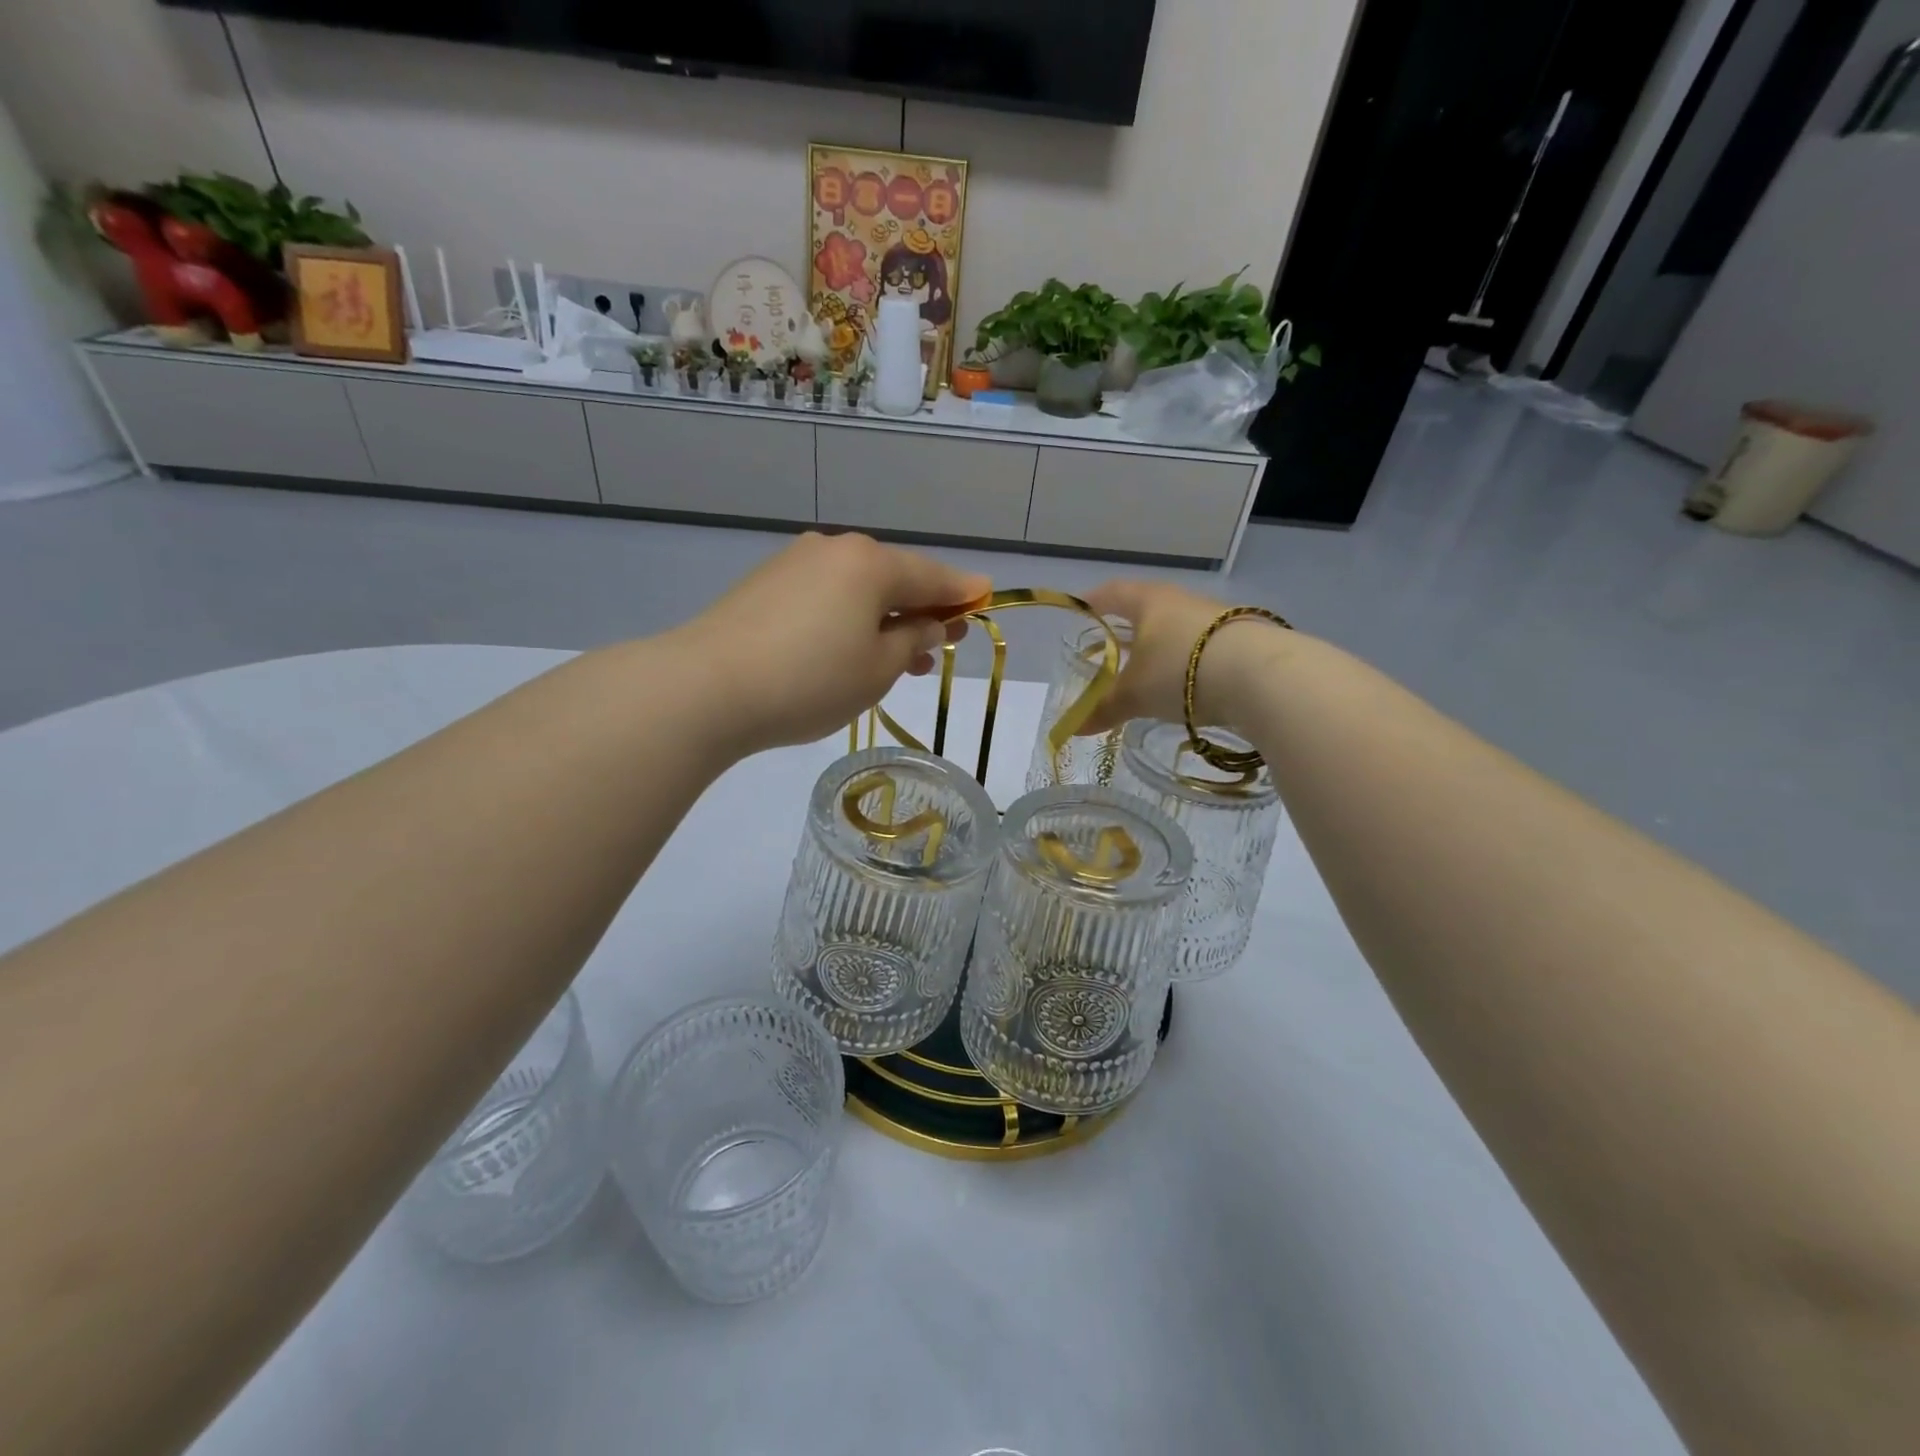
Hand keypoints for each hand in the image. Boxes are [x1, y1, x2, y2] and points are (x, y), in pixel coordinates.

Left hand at [676, 533, 989, 754]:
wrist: (706, 688)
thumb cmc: (810, 680)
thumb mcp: (878, 669)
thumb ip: (914, 641)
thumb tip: (930, 623)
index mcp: (870, 564)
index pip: (932, 577)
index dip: (962, 592)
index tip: (985, 596)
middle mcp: (834, 550)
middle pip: (893, 578)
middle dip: (921, 610)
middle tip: (943, 643)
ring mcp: (794, 564)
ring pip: (857, 589)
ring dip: (883, 619)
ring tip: (899, 659)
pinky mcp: (764, 586)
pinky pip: (825, 596)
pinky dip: (848, 618)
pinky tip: (848, 648)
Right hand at [1081, 580, 1288, 733]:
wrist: (1261, 675)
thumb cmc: (1180, 670)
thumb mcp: (1135, 694)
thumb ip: (1104, 709)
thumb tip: (1074, 728)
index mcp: (1149, 601)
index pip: (1112, 593)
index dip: (1092, 602)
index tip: (1080, 610)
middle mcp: (1182, 601)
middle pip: (1147, 609)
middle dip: (1127, 629)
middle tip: (1110, 649)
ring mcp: (1216, 619)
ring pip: (1177, 630)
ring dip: (1160, 648)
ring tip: (1148, 673)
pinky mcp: (1242, 640)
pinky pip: (1202, 648)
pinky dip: (1187, 664)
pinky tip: (1186, 685)